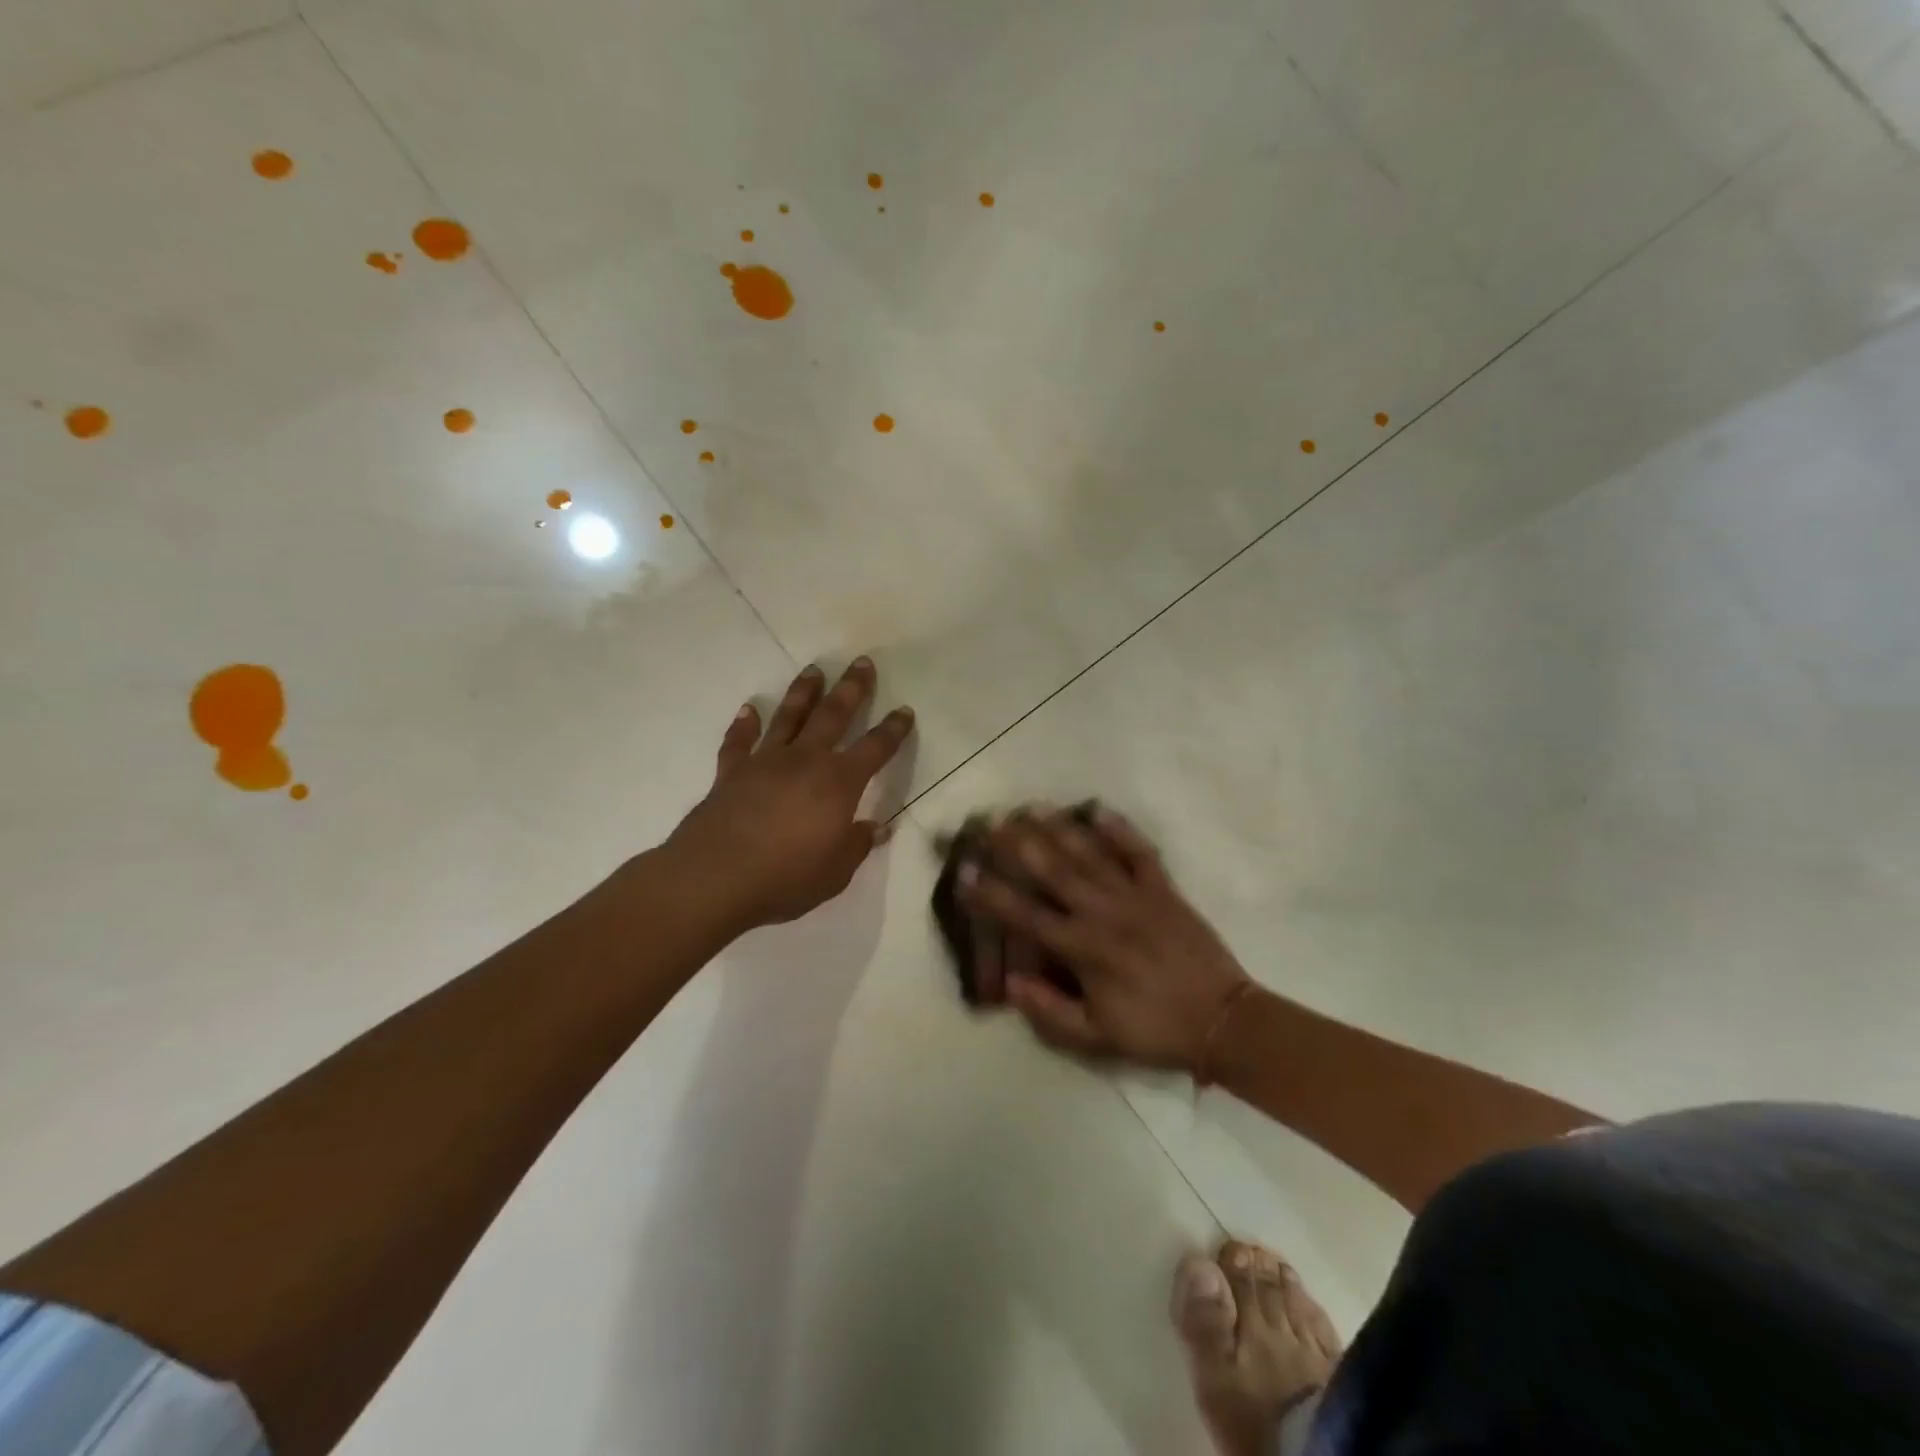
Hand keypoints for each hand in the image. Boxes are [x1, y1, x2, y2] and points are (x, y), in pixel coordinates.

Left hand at [665, 658, 913, 932]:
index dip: (893, 730)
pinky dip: (744, 724)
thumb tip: (877, 827)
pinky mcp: (731, 773)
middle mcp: (805, 761)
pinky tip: (748, 709)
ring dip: (803, 692)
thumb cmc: (786, 877)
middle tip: (862, 662)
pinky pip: (739, 741)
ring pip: (788, 717)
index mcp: (838, 783)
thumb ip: (857, 845)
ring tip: (814, 670)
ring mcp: (765, 762)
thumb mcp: (836, 871)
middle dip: (852, 688)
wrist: (715, 877)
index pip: (875, 749)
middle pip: (833, 715)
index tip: (905, 710)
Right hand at [957, 806, 1249, 1072]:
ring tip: (1032, 807)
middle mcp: (1103, 913)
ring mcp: (1135, 896)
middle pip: (1052, 871)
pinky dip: (1120, 830)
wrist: (1223, 1021)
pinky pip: (1139, 853)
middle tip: (991, 821)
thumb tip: (1010, 981)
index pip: (1025, 916)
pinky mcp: (1164, 890)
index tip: (964, 871)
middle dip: (1017, 845)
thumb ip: (1050, 1011)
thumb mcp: (1097, 1038)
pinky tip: (1098, 810)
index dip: (990, 894)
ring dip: (1059, 829)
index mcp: (1083, 949)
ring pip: (1090, 855)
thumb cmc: (1154, 1030)